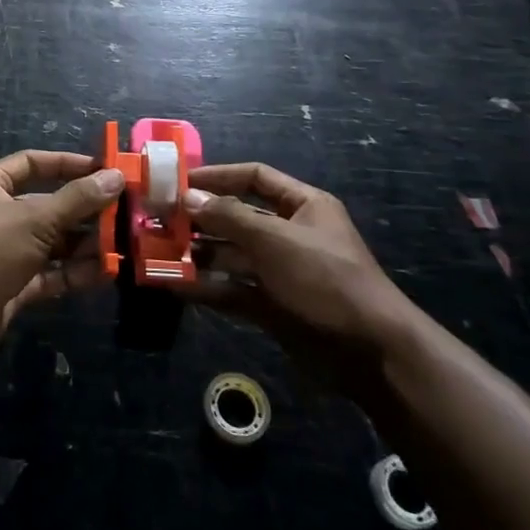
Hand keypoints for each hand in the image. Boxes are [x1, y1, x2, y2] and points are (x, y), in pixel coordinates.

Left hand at [0, 150, 121, 372]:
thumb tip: (116, 177)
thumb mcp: (37, 218)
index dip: (68, 164)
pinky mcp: (13, 284)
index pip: (34, 163)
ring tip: (122, 245)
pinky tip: (105, 272)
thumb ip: (79, 199)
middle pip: (48, 205)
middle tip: (124, 213)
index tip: (105, 170)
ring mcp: (6, 251)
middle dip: (84, 211)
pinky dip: (74, 272)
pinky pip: (50, 272)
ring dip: (84, 244)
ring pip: (52, 241)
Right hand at [178, 163, 416, 391]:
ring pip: (230, 255)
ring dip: (197, 254)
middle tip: (159, 219)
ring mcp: (280, 271)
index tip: (178, 181)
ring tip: (159, 252)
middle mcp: (289, 234)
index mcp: (302, 206)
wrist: (371, 353)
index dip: (217, 176)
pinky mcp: (272, 305)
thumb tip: (187, 196)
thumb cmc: (325, 279)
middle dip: (200, 218)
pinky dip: (206, 288)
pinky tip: (174, 286)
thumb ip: (228, 216)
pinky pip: (232, 289)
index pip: (254, 177)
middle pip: (237, 216)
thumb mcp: (274, 240)